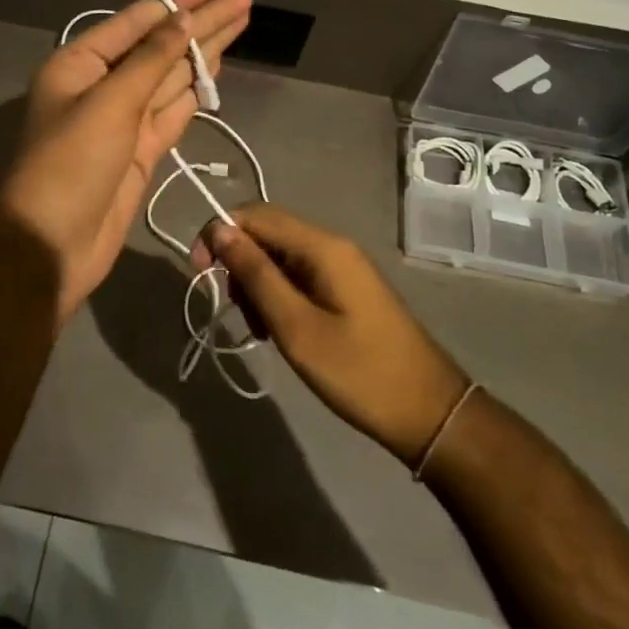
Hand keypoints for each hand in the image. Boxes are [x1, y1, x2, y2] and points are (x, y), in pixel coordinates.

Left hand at [0, 0, 251, 325]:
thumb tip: (183, 20)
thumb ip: (151, 61)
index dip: (175, 2)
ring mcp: (123, 120)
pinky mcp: (140, 151)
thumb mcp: (109, 103)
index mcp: (80, 64)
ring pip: (171, 77)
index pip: (135, 22)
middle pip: (160, 47)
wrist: (51, 244)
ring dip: (204, 52)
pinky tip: (217, 69)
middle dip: (200, 23)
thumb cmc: (70, 164)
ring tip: (239, 23)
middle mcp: (102, 86)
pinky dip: (195, 91)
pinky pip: (173, 110)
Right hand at [207, 205, 469, 465]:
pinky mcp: (346, 290)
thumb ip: (256, 274)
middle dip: (239, 264)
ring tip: (258, 329)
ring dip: (257, 284)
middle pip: (268, 233)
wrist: (430, 414)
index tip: (199, 272)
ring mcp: (342, 268)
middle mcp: (332, 246)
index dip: (220, 233)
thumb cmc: (359, 372)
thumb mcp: (296, 327)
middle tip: (234, 310)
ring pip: (281, 257)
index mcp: (322, 246)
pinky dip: (278, 296)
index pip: (256, 215)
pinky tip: (278, 330)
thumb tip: (220, 230)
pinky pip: (299, 277)